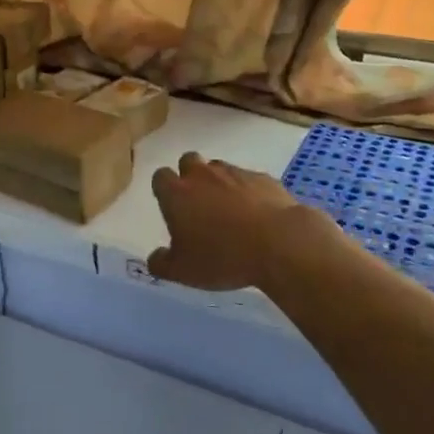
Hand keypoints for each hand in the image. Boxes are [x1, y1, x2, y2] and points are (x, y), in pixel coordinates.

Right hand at [145, 152, 330, 290]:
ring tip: (230, 210)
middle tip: (199, 203)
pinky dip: (249, 192)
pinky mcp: (264, 178)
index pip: (160, 177)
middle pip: (188, 161)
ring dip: (219, 183)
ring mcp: (234, 173)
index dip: (164, 190)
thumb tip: (154, 259)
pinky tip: (257, 214)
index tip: (172, 208)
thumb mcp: (183, 272)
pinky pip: (249, 180)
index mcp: (176, 193)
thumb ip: (161, 264)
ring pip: (219, 168)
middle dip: (190, 176)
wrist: (279, 243)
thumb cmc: (222, 256)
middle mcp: (201, 175)